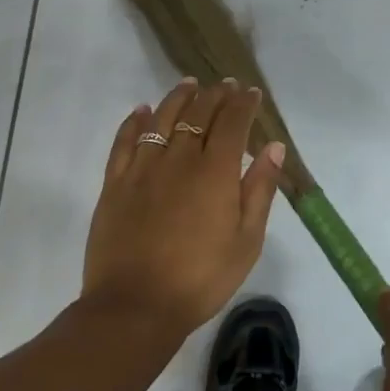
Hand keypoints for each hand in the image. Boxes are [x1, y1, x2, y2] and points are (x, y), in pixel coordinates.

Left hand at [82, 78, 284, 339]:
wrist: (135, 306)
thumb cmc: (201, 278)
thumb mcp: (247, 240)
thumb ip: (260, 189)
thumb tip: (274, 147)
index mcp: (216, 172)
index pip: (233, 123)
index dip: (244, 104)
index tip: (251, 92)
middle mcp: (180, 158)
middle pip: (199, 113)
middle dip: (216, 95)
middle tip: (225, 85)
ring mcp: (143, 168)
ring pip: (162, 119)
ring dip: (178, 97)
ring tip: (189, 84)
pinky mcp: (115, 183)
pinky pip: (125, 141)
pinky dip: (134, 121)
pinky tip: (142, 111)